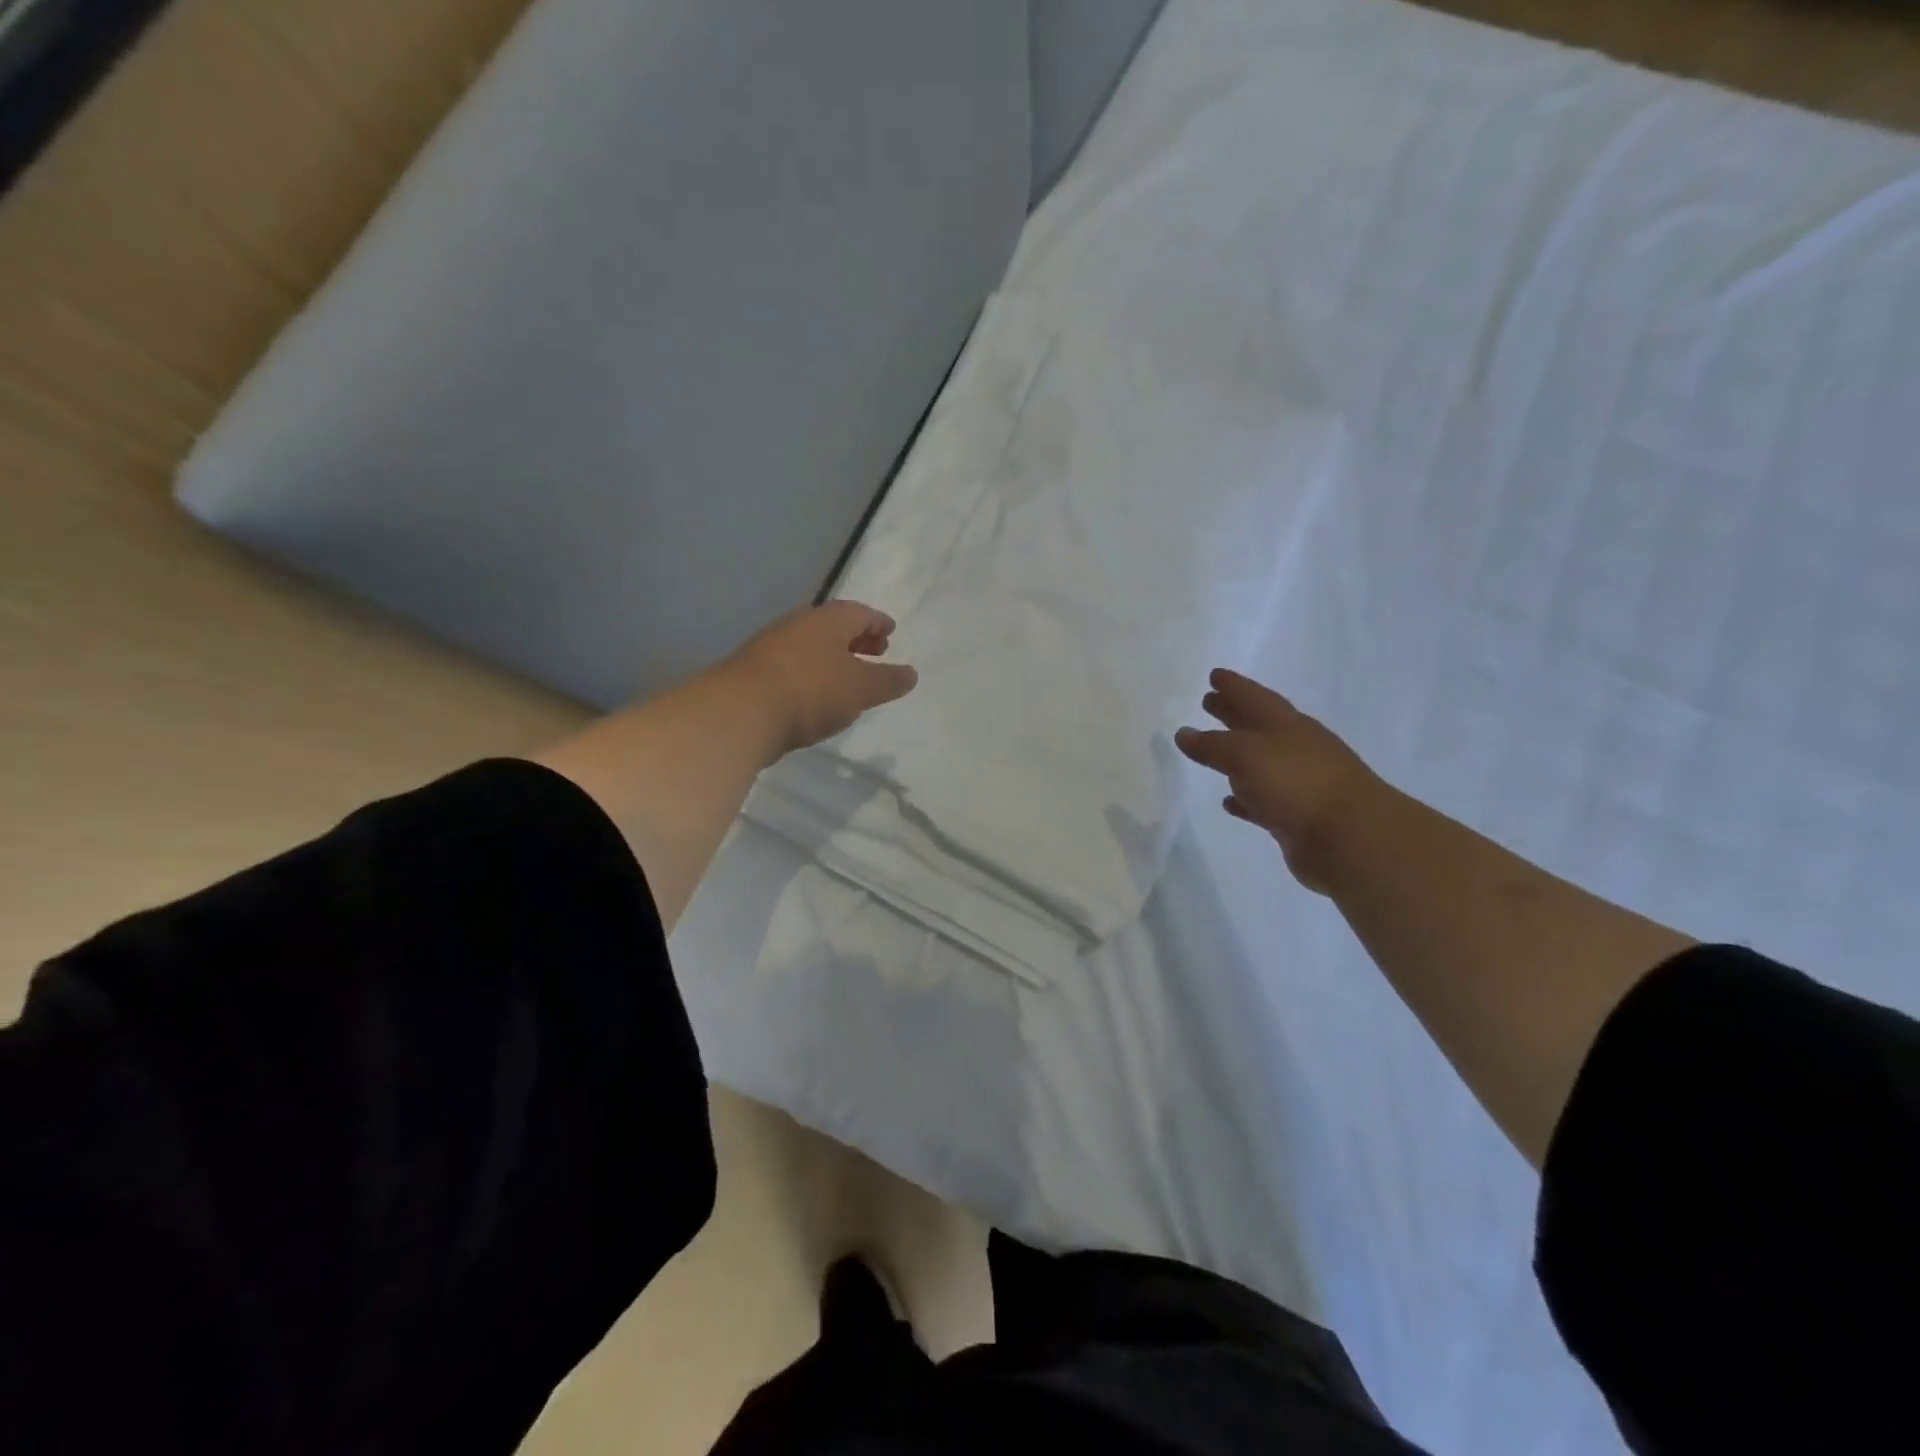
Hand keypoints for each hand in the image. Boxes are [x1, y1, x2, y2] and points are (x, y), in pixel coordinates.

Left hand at [729, 600, 918, 752]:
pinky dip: (811, 674)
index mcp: (827, 620)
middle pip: (833, 626)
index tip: (891, 632)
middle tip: (874, 652)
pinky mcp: (753, 672)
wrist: (740, 713)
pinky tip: (815, 696)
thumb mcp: (861, 689)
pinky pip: (792, 665)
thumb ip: (888, 681)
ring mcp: (770, 647)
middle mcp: (797, 625)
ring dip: (832, 657)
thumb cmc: (811, 691)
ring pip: (811, 646)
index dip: (878, 622)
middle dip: (856, 638)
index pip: (860, 612)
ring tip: (847, 678)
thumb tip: (910, 673)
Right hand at [1175, 669, 1384, 893]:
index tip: (1214, 675)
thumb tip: (1184, 733)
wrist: (1350, 838)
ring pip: (1259, 763)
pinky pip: (1262, 801)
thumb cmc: (1297, 783)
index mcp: (1286, 725)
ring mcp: (1298, 783)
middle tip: (1208, 702)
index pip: (1255, 697)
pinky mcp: (1296, 816)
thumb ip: (1212, 745)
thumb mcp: (1246, 755)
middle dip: (1233, 713)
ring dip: (1236, 756)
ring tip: (1210, 752)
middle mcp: (1295, 748)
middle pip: (1258, 725)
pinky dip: (1245, 798)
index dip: (1234, 686)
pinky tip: (1229, 800)